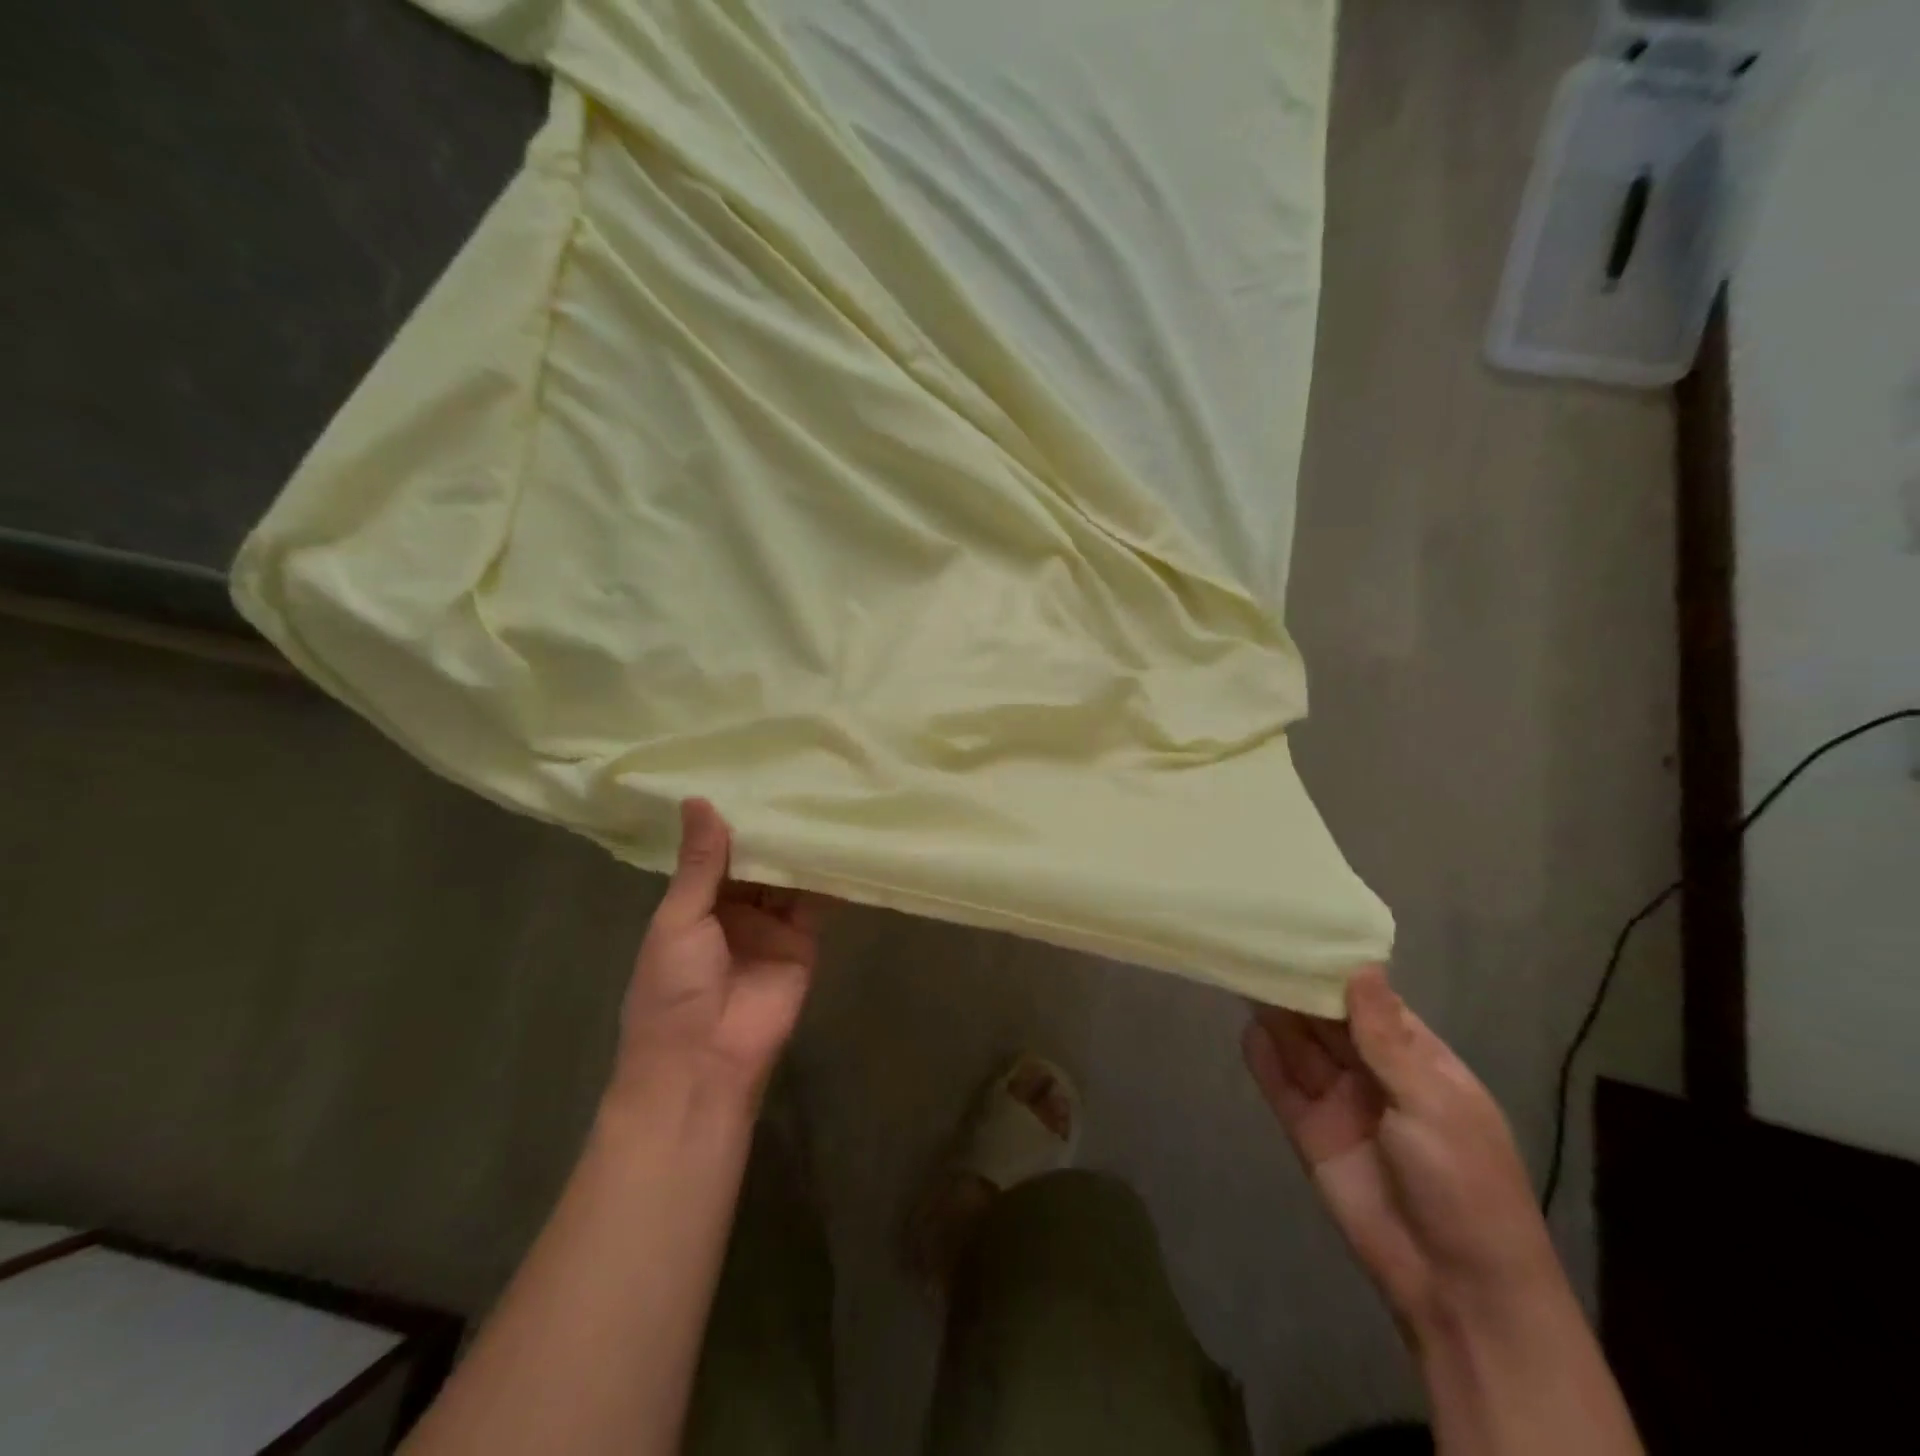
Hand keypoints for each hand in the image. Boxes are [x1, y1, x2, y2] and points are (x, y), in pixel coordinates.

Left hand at [616, 799, 820, 1106]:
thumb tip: (699, 800)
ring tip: (820, 794)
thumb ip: (700, 863)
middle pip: (756, 861)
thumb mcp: (678, 919)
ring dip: (798, 846)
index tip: (749, 773)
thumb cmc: (673, 988)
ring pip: (786, 876)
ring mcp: (770, 924)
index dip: (731, 819)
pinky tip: (838, 838)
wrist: (705, 1062)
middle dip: (770, 828)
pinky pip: (815, 901)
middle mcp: (734, 909)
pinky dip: (826, 875)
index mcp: (694, 904)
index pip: (716, 851)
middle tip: (793, 773)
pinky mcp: (803, 939)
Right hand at [1242, 967, 1556, 1340]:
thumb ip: (1385, 1037)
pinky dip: (1262, 1059)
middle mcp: (1373, 1073)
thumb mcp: (1432, 1103)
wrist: (1456, 1289)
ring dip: (1275, 1014)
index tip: (1303, 929)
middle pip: (1327, 1018)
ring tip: (1241, 970)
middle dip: (1298, 985)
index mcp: (1417, 1060)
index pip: (1370, 1001)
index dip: (1338, 969)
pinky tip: (1244, 1029)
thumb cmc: (1465, 1184)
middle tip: (1257, 942)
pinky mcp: (1309, 1131)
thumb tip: (1361, 967)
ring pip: (1300, 1046)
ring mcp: (1339, 1102)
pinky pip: (1280, 1086)